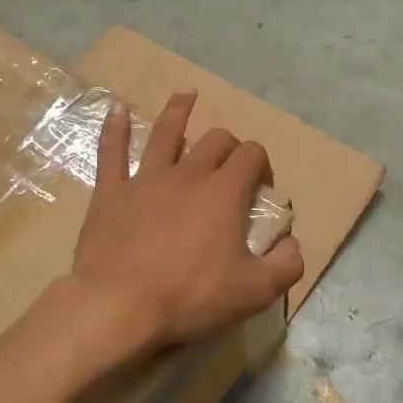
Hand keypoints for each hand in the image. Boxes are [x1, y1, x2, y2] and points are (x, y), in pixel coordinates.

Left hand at [71, 91, 304, 350]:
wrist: (119, 306)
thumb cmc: (190, 297)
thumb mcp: (255, 292)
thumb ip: (286, 264)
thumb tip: (292, 243)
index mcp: (224, 192)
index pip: (251, 155)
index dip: (262, 164)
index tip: (261, 187)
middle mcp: (187, 174)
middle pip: (215, 140)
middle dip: (229, 145)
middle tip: (230, 165)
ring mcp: (145, 179)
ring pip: (165, 132)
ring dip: (178, 111)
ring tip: (186, 95)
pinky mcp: (111, 192)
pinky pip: (112, 151)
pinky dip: (114, 128)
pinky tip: (116, 108)